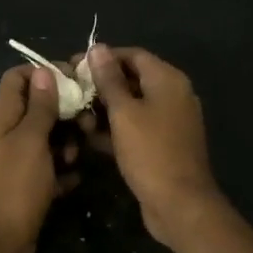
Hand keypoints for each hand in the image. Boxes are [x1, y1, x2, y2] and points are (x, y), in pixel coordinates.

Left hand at [0, 65, 80, 252]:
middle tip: (87, 122)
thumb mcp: (31, 140)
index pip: (19, 76)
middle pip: (40, 105)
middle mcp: (10, 132)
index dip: (45, 73)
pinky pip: (53, 166)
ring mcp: (20, 159)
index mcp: (4, 115)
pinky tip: (75, 179)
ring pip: (49, 136)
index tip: (75, 80)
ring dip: (68, 141)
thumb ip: (40, 106)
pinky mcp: (30, 183)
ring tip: (77, 156)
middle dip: (65, 109)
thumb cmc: (15, 187)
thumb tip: (44, 71)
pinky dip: (65, 169)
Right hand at [79, 45, 222, 249]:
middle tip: (71, 94)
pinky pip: (137, 127)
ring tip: (77, 119)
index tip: (75, 66)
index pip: (132, 55)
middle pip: (132, 79)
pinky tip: (90, 139)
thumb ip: (109, 79)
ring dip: (105, 110)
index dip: (103, 58)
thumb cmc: (150, 152)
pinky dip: (116, 129)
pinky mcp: (163, 144)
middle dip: (101, 86)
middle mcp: (173, 94)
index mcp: (168, 80)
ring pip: (132, 105)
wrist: (180, 205)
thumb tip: (98, 48)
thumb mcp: (124, 113)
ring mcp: (170, 121)